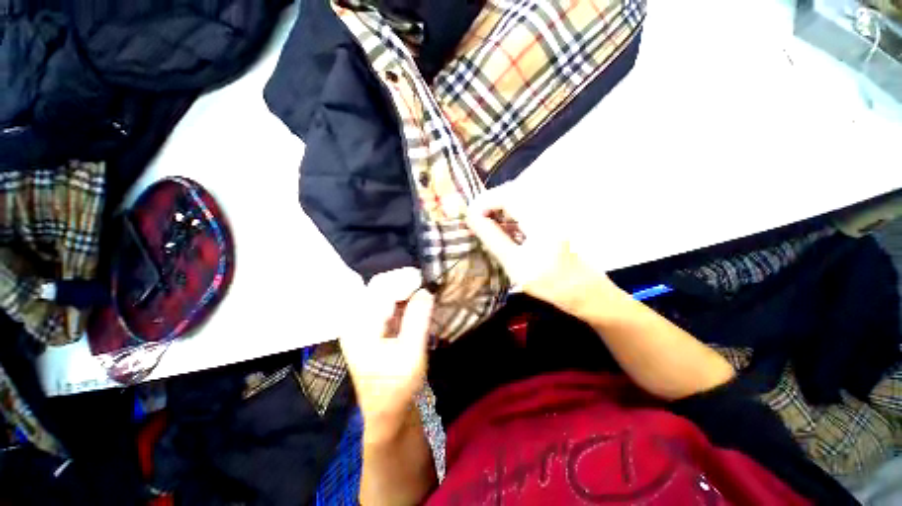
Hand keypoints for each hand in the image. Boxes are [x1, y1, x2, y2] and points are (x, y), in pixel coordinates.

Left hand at [339, 268, 434, 435]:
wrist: (388, 412)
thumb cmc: (398, 386)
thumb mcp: (411, 352)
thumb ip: (418, 317)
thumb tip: (427, 289)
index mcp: (359, 325)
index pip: (380, 287)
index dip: (404, 279)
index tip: (426, 280)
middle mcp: (356, 319)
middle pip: (380, 287)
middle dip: (404, 282)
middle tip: (427, 285)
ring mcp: (363, 323)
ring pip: (384, 293)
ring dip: (405, 290)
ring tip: (424, 292)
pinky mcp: (373, 328)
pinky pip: (388, 303)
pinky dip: (403, 299)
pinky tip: (416, 303)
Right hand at [466, 183, 619, 318]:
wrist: (582, 290)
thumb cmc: (549, 282)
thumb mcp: (514, 263)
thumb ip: (492, 237)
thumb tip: (471, 218)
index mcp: (542, 218)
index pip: (507, 195)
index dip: (484, 202)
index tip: (469, 216)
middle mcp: (548, 207)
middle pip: (512, 192)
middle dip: (489, 204)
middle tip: (474, 220)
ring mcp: (551, 210)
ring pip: (517, 199)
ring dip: (498, 209)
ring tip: (484, 224)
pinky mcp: (551, 216)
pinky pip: (525, 207)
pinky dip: (509, 214)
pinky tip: (502, 228)